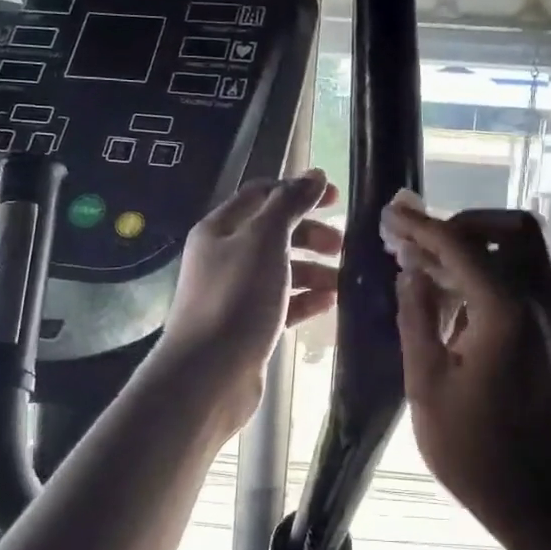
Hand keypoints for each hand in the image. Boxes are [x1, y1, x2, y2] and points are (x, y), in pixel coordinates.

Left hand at [157, 170, 340, 421]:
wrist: (208, 375)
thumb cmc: (237, 298)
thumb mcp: (265, 240)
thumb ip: (290, 204)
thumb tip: (313, 175)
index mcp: (220, 229)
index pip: (262, 195)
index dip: (299, 191)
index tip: (337, 198)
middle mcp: (224, 257)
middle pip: (273, 233)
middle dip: (310, 234)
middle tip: (342, 245)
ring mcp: (235, 294)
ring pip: (280, 270)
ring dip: (313, 269)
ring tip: (342, 280)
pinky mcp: (247, 327)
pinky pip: (282, 304)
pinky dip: (305, 299)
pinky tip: (329, 303)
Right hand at [384, 202, 550, 539]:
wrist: (540, 499)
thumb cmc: (475, 451)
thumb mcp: (427, 385)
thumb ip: (417, 319)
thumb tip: (411, 272)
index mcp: (506, 312)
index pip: (462, 246)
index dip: (422, 227)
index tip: (391, 214)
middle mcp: (540, 303)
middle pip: (511, 230)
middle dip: (462, 226)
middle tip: (417, 242)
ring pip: (522, 254)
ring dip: (475, 249)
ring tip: (425, 267)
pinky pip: (524, 282)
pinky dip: (490, 274)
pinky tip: (452, 301)